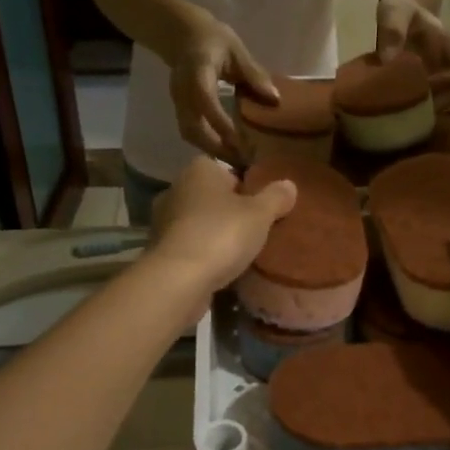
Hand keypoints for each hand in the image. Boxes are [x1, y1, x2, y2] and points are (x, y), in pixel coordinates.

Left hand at [146, 158, 297, 305]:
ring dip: (214, 233)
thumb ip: (275, 197)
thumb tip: (289, 184)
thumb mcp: (260, 214)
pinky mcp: (160, 250)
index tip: (260, 204)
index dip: (244, 184)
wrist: (179, 280)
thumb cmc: (221, 235)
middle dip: (229, 210)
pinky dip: (202, 253)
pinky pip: (189, 245)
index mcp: (198, 170)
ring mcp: (163, 221)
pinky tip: (220, 267)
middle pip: (210, 196)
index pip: (224, 169)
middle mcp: (175, 189)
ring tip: (240, 250)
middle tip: (255, 227)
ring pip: (197, 221)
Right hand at [171, 18, 277, 163]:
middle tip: (243, 162)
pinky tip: (225, 152)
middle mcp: (182, 91)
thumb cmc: (213, 39)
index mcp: (197, 72)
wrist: (182, 35)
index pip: (205, 101)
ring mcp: (178, 102)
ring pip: (190, 134)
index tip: (240, 142)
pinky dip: (207, 145)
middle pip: (193, 127)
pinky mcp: (179, 109)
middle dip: (217, 147)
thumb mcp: (236, 51)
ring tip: (236, 162)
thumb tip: (275, 99)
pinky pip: (190, 132)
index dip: (220, 123)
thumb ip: (254, 74)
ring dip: (211, 150)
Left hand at [377, 0, 449, 99]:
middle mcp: (446, 64)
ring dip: (424, 108)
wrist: (401, 8)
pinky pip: (423, 102)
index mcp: (447, 45)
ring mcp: (434, 76)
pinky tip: (394, 108)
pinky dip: (412, 107)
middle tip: (410, 105)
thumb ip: (394, 31)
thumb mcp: (395, 11)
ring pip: (440, 100)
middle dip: (435, 102)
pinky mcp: (419, 84)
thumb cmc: (402, 7)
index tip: (430, 84)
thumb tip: (389, 61)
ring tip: (401, 110)